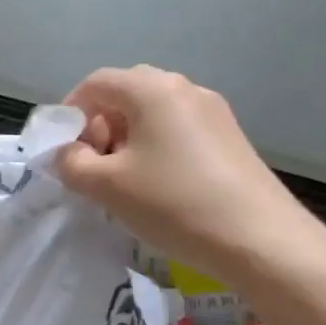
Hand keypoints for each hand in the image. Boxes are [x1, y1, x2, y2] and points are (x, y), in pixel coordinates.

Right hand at [55, 65, 325, 287]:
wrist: (261, 240)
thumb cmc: (174, 203)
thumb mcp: (106, 186)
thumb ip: (72, 162)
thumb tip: (69, 153)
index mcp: (151, 89)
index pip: (95, 84)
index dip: (71, 113)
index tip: (64, 150)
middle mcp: (183, 88)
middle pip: (125, 94)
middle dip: (100, 126)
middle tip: (94, 166)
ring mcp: (213, 111)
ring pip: (153, 113)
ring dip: (127, 139)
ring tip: (124, 181)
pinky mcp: (230, 137)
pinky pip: (178, 130)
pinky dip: (156, 148)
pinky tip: (158, 186)